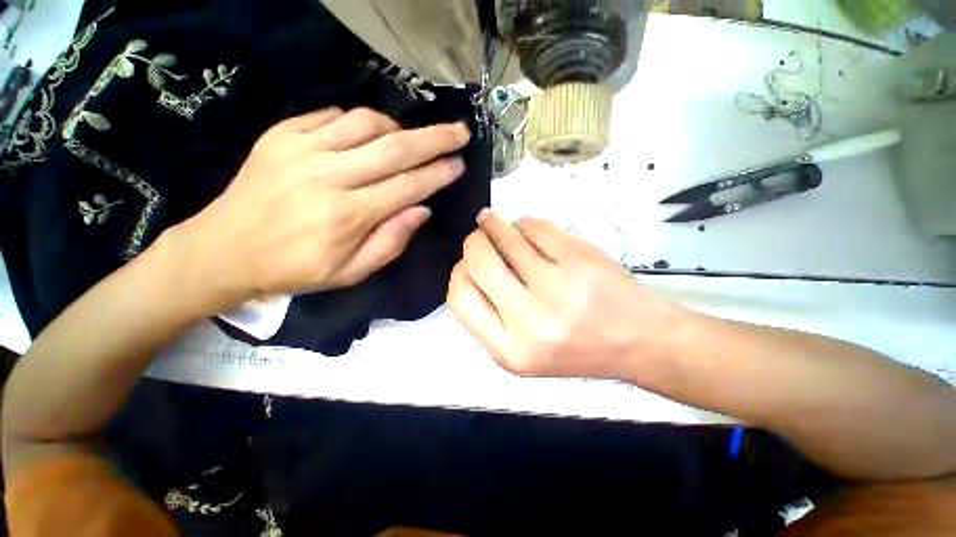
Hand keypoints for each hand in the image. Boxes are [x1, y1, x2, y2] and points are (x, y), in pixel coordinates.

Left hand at [166, 107, 469, 313]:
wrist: (224, 249)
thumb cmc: (295, 268)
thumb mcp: (351, 272)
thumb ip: (391, 241)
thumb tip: (422, 209)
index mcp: (348, 215)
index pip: (407, 186)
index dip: (438, 174)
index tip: (459, 163)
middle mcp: (329, 176)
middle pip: (394, 149)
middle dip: (434, 138)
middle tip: (460, 131)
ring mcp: (301, 150)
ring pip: (366, 124)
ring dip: (399, 128)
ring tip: (413, 137)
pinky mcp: (281, 135)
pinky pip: (333, 115)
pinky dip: (361, 121)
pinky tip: (371, 134)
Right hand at [448, 211, 685, 379]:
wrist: (638, 342)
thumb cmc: (576, 348)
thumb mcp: (521, 350)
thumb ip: (490, 316)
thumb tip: (467, 267)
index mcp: (509, 350)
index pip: (459, 298)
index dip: (459, 273)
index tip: (467, 262)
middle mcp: (529, 321)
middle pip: (478, 262)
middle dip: (473, 242)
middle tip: (479, 235)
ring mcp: (557, 287)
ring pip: (506, 238)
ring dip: (494, 224)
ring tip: (492, 221)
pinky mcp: (579, 260)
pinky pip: (535, 227)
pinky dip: (525, 223)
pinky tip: (526, 228)